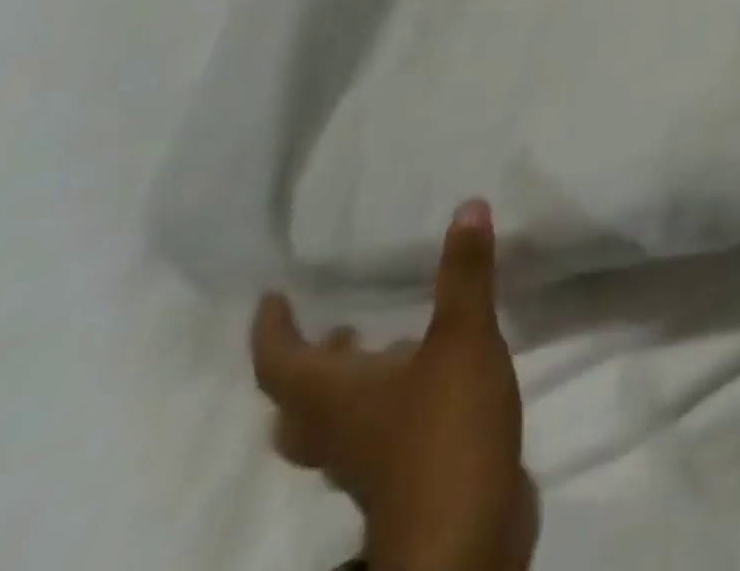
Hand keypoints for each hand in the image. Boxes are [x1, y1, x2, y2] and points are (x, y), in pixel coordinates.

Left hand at [251, 200, 537, 570]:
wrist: (465, 534)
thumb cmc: (446, 429)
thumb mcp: (463, 338)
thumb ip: (465, 274)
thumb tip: (468, 206)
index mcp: (337, 398)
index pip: (282, 364)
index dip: (273, 330)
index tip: (272, 298)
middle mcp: (342, 432)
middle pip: (299, 406)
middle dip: (309, 365)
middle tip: (332, 328)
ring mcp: (371, 462)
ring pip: (337, 425)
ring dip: (348, 386)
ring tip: (383, 345)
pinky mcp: (405, 478)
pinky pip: (379, 435)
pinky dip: (390, 403)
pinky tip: (433, 380)